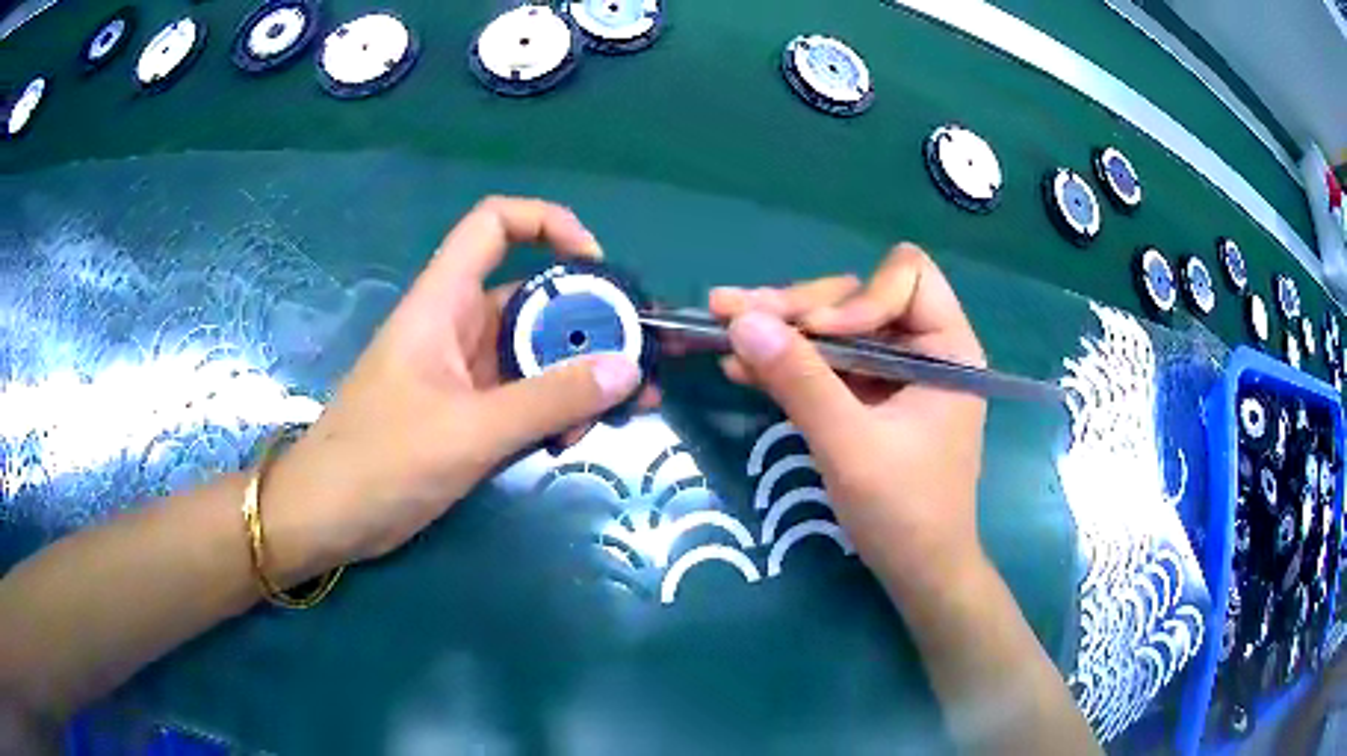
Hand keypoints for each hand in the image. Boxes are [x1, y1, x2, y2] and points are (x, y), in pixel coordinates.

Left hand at [265, 198, 646, 578]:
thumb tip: (629, 369)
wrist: (328, 518)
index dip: (548, 224)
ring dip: (580, 374)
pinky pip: (524, 395)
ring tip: (627, 410)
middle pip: (533, 297)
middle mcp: (457, 327)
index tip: (597, 267)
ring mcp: (463, 373)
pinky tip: (577, 437)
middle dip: (590, 322)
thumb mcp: (468, 432)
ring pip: (534, 352)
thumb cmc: (380, 461)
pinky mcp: (467, 414)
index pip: (494, 225)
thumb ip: (549, 400)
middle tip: (642, 358)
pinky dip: (556, 408)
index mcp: (443, 303)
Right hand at [709, 244, 988, 600]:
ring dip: (781, 330)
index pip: (907, 276)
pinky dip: (787, 363)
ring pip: (834, 329)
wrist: (918, 573)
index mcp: (946, 348)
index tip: (818, 337)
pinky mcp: (869, 399)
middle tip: (731, 312)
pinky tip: (741, 366)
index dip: (858, 299)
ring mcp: (893, 374)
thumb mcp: (849, 445)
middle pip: (857, 297)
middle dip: (798, 308)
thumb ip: (799, 380)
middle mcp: (923, 349)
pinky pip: (826, 365)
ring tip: (721, 326)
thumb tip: (741, 320)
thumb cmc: (904, 511)